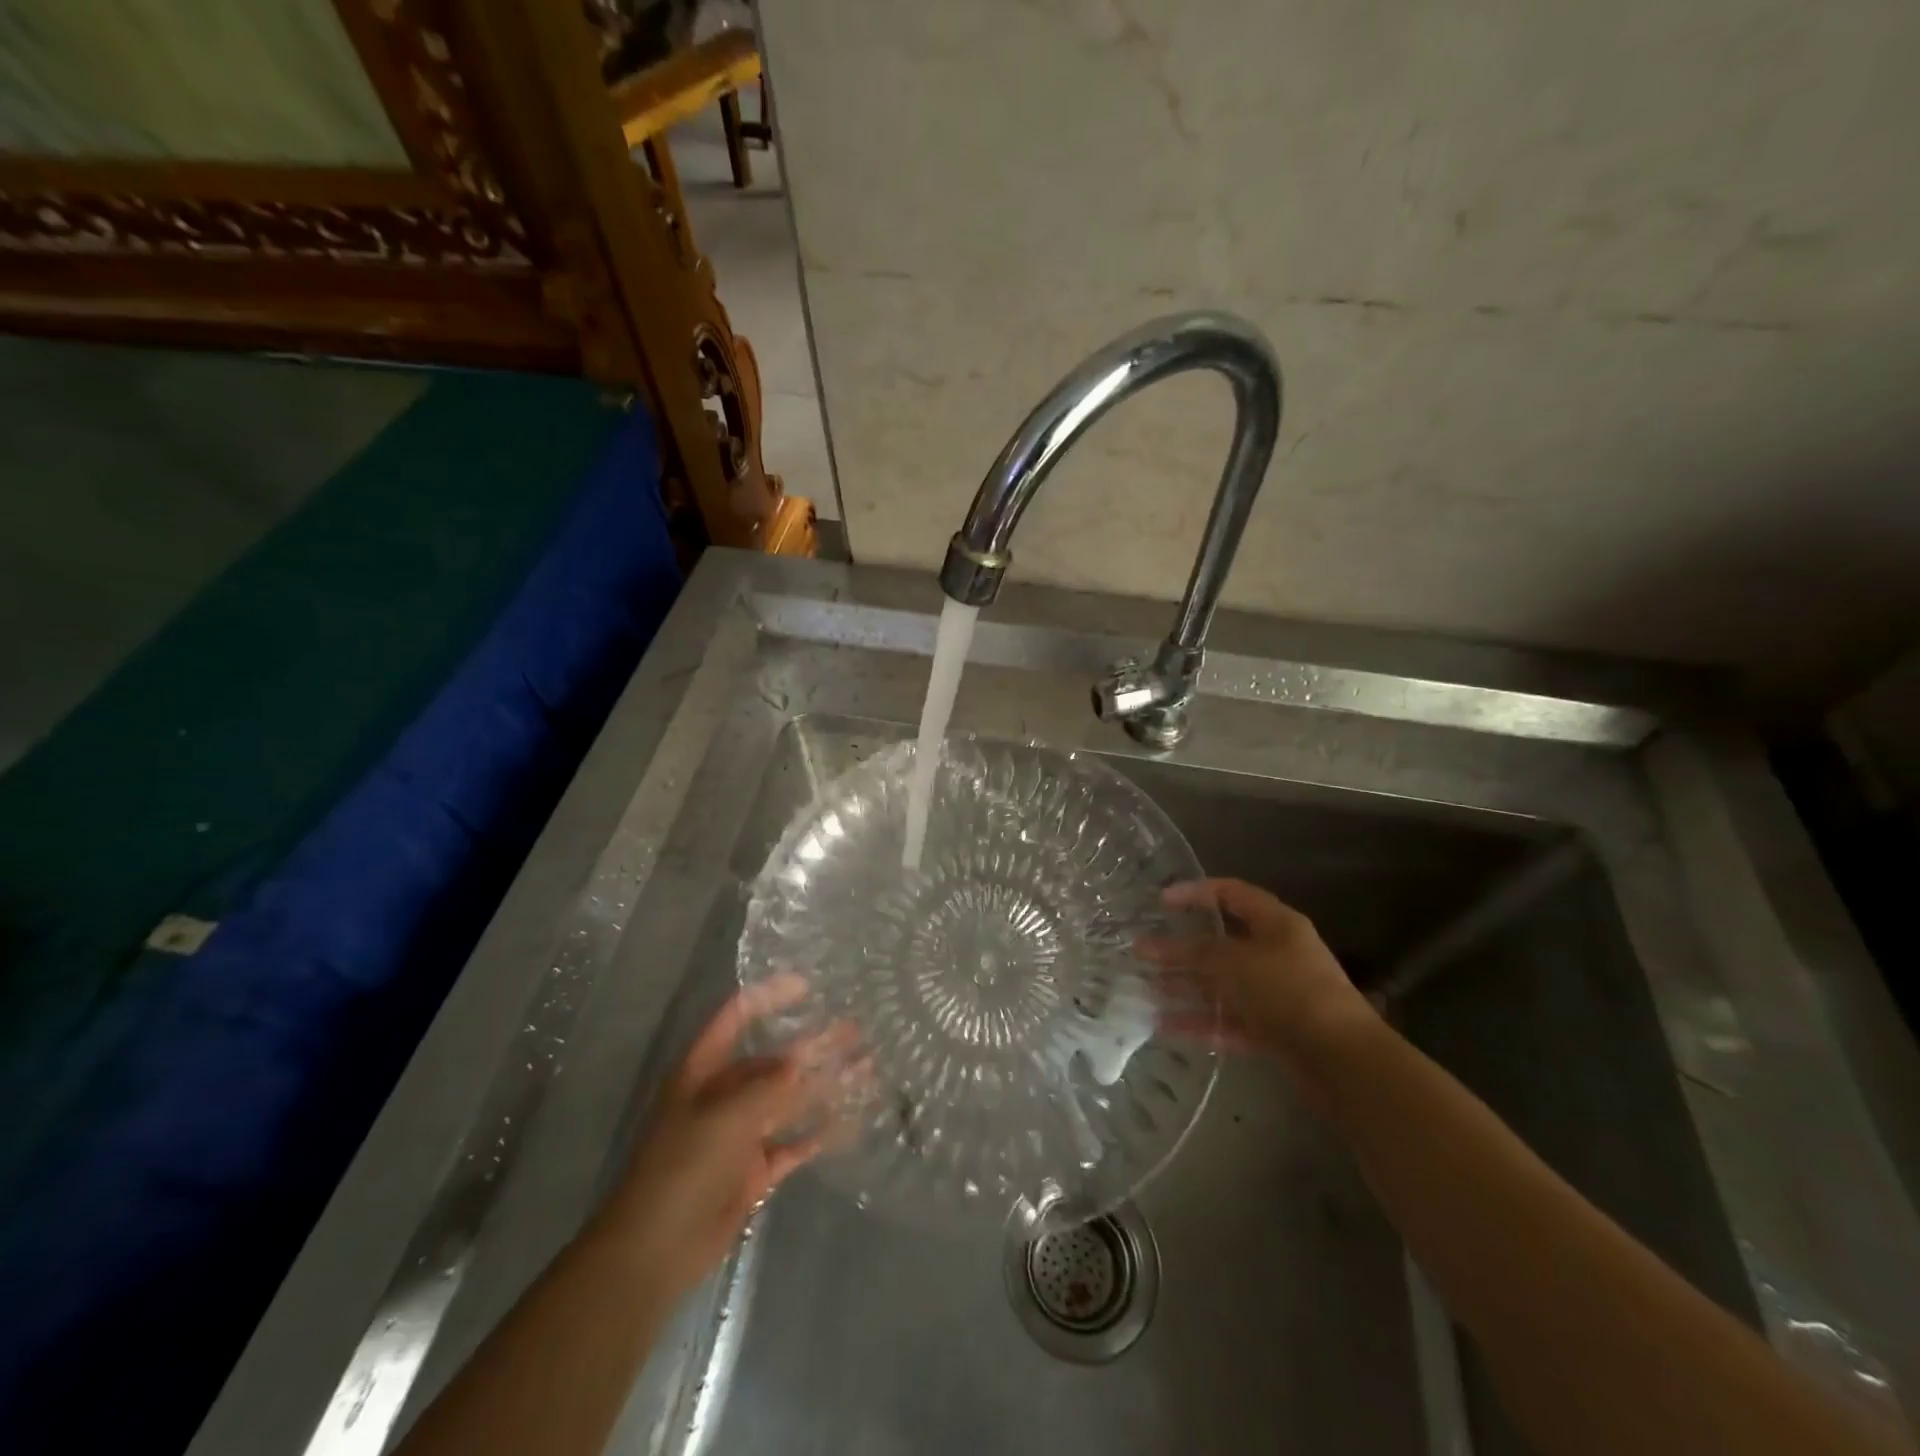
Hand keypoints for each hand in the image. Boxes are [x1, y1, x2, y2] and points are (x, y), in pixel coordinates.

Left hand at [593, 974, 857, 1302]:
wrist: (655, 1251)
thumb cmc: (683, 1168)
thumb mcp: (726, 1116)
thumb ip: (769, 1086)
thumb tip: (803, 1060)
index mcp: (705, 1070)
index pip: (737, 1017)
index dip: (769, 996)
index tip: (809, 985)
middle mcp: (724, 1095)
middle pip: (774, 1059)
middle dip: (813, 1043)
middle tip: (854, 1027)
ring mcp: (741, 1134)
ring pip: (791, 1099)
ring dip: (825, 1083)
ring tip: (866, 1066)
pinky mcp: (755, 1170)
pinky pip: (794, 1143)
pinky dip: (821, 1132)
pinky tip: (852, 1119)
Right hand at [1138, 878, 1376, 1071]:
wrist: (1342, 1060)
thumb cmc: (1288, 992)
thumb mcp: (1235, 962)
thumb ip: (1192, 952)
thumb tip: (1152, 945)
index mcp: (1276, 924)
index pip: (1231, 894)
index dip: (1195, 893)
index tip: (1159, 901)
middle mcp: (1276, 954)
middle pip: (1221, 944)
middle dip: (1180, 948)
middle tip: (1141, 951)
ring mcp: (1275, 994)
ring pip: (1221, 985)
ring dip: (1184, 986)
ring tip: (1144, 990)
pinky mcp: (1273, 1031)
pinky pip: (1228, 1020)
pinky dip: (1199, 1022)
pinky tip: (1164, 1026)